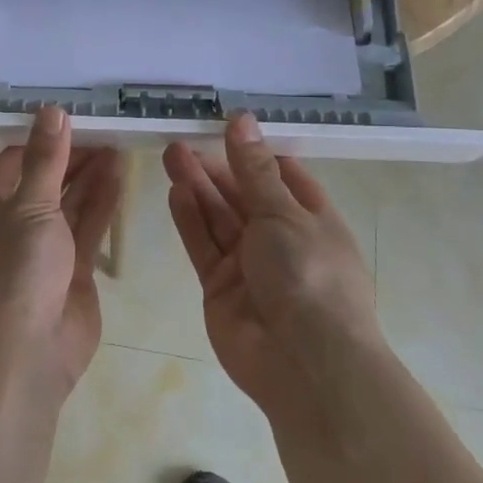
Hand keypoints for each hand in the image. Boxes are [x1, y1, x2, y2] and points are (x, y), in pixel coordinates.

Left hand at [0, 107, 121, 401]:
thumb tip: (50, 111)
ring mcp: (46, 249)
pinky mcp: (73, 270)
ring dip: (91, 177)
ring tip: (118, 146)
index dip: (39, 141)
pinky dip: (103, 203)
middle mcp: (17, 224)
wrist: (26, 350)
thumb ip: (45, 160)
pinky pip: (88, 228)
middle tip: (104, 130)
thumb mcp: (30, 205)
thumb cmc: (17, 270)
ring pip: (70, 203)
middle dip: (71, 157)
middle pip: (45, 181)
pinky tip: (120, 178)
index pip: (13, 162)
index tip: (69, 120)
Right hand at [164, 114, 381, 423]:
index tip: (225, 127)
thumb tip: (241, 119)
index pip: (283, 176)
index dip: (255, 152)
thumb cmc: (309, 275)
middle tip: (182, 140)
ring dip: (197, 187)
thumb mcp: (284, 212)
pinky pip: (204, 246)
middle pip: (244, 195)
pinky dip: (190, 220)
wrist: (305, 364)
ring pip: (219, 218)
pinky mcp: (221, 288)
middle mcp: (281, 240)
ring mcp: (249, 266)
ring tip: (171, 154)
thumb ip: (254, 169)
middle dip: (216, 168)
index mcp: (312, 219)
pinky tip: (175, 192)